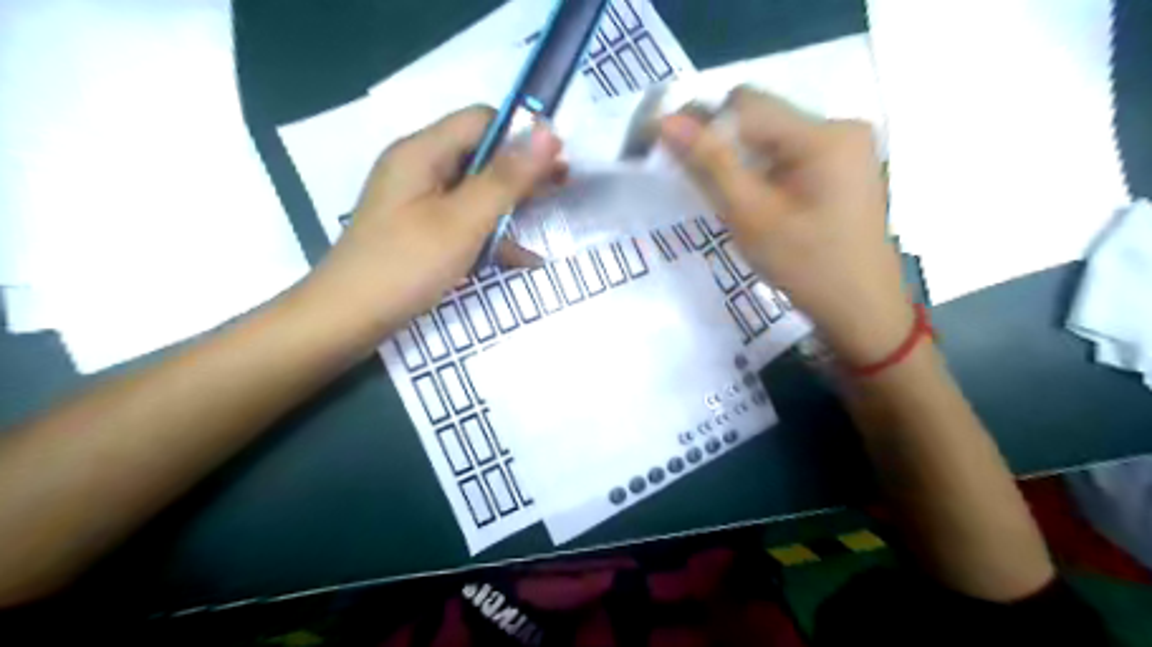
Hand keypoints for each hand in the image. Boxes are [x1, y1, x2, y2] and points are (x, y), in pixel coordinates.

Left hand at [295, 104, 563, 340]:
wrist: (347, 320)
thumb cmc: (405, 266)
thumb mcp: (463, 220)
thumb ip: (506, 178)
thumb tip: (549, 132)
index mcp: (423, 153)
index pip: (482, 121)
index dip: (523, 134)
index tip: (559, 160)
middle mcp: (419, 169)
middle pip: (480, 155)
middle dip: (523, 170)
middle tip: (564, 187)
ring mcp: (419, 203)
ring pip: (476, 191)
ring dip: (512, 203)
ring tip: (551, 216)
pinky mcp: (421, 232)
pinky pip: (464, 221)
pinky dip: (493, 234)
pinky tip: (525, 258)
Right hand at [661, 88, 914, 365]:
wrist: (861, 309)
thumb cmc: (806, 267)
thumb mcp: (751, 216)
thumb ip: (709, 165)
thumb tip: (665, 122)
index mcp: (824, 135)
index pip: (745, 105)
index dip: (704, 126)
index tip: (674, 157)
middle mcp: (840, 126)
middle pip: (761, 116)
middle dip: (725, 144)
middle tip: (709, 189)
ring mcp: (847, 145)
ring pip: (772, 135)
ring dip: (744, 159)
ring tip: (737, 202)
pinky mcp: (845, 165)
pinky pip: (790, 152)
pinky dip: (765, 170)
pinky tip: (762, 202)